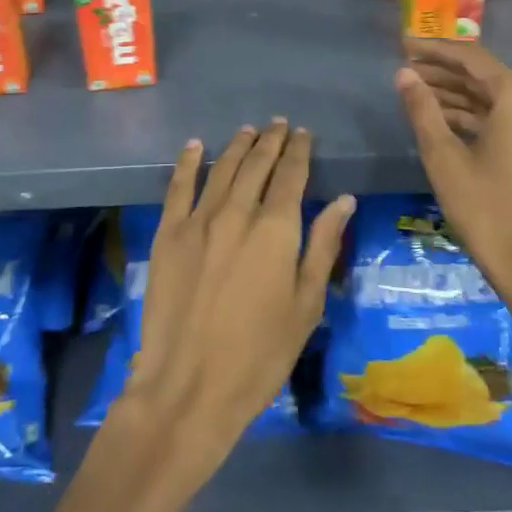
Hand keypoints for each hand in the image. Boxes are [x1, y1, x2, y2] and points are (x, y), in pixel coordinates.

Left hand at [116, 120, 354, 483]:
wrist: (189, 386)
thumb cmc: (260, 354)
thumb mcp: (306, 304)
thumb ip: (322, 246)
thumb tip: (344, 200)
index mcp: (275, 229)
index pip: (291, 176)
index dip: (299, 152)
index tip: (304, 135)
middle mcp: (237, 213)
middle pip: (256, 165)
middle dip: (271, 142)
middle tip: (279, 125)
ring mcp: (197, 221)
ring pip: (221, 169)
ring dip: (237, 147)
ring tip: (249, 131)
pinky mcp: (167, 234)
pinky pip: (178, 187)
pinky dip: (188, 162)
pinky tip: (195, 146)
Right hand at [395, 42, 511, 300]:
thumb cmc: (486, 210)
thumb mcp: (444, 157)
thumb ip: (422, 109)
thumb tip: (403, 74)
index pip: (473, 59)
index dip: (435, 50)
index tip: (402, 43)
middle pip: (485, 77)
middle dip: (443, 72)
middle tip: (403, 69)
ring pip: (493, 100)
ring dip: (455, 95)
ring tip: (413, 92)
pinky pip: (503, 119)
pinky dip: (472, 116)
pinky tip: (439, 119)